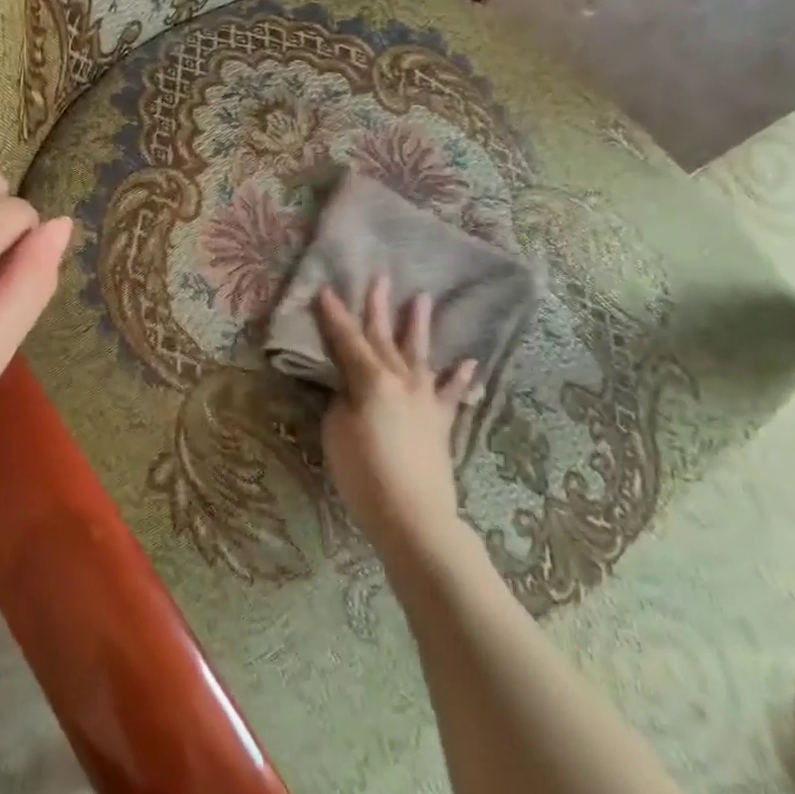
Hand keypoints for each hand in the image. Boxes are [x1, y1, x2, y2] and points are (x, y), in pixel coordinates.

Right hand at [314, 275, 477, 560]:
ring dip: (419, 326)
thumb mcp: (337, 432)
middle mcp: (401, 381)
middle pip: (385, 337)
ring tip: (422, 299)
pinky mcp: (441, 423)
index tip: (326, 290)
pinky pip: (452, 395)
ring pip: (420, 355)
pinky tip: (468, 362)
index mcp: (371, 380)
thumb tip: (353, 389)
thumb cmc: (364, 473)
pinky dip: (460, 378)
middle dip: (378, 307)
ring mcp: (426, 400)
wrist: (413, 516)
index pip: (347, 340)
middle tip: (380, 277)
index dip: (334, 316)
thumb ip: (344, 401)